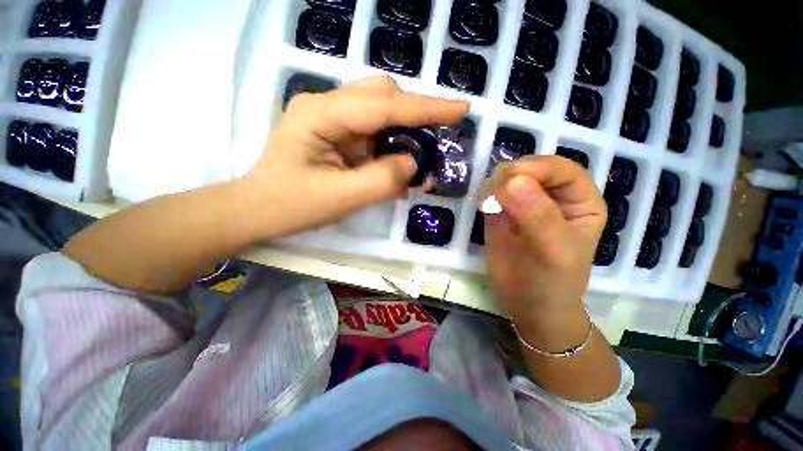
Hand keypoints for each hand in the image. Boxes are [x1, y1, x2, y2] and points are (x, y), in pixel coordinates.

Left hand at [238, 76, 468, 239]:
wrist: (259, 209)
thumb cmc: (292, 206)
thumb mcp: (340, 198)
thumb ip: (382, 179)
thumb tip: (412, 162)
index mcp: (322, 114)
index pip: (384, 105)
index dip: (426, 108)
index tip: (462, 108)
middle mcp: (327, 105)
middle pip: (383, 95)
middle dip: (415, 116)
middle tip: (432, 145)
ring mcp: (331, 116)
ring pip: (381, 109)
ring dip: (404, 131)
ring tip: (416, 158)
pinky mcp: (337, 131)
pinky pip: (373, 128)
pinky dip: (391, 143)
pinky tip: (396, 163)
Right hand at [484, 157, 606, 330]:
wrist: (527, 304)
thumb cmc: (552, 281)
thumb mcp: (554, 251)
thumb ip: (537, 216)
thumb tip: (511, 181)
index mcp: (579, 200)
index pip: (562, 169)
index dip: (539, 167)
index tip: (511, 178)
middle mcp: (552, 196)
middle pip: (532, 170)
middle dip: (512, 176)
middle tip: (496, 193)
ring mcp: (523, 203)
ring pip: (508, 178)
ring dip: (495, 184)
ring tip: (489, 202)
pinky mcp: (500, 212)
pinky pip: (491, 194)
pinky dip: (485, 194)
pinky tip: (483, 205)